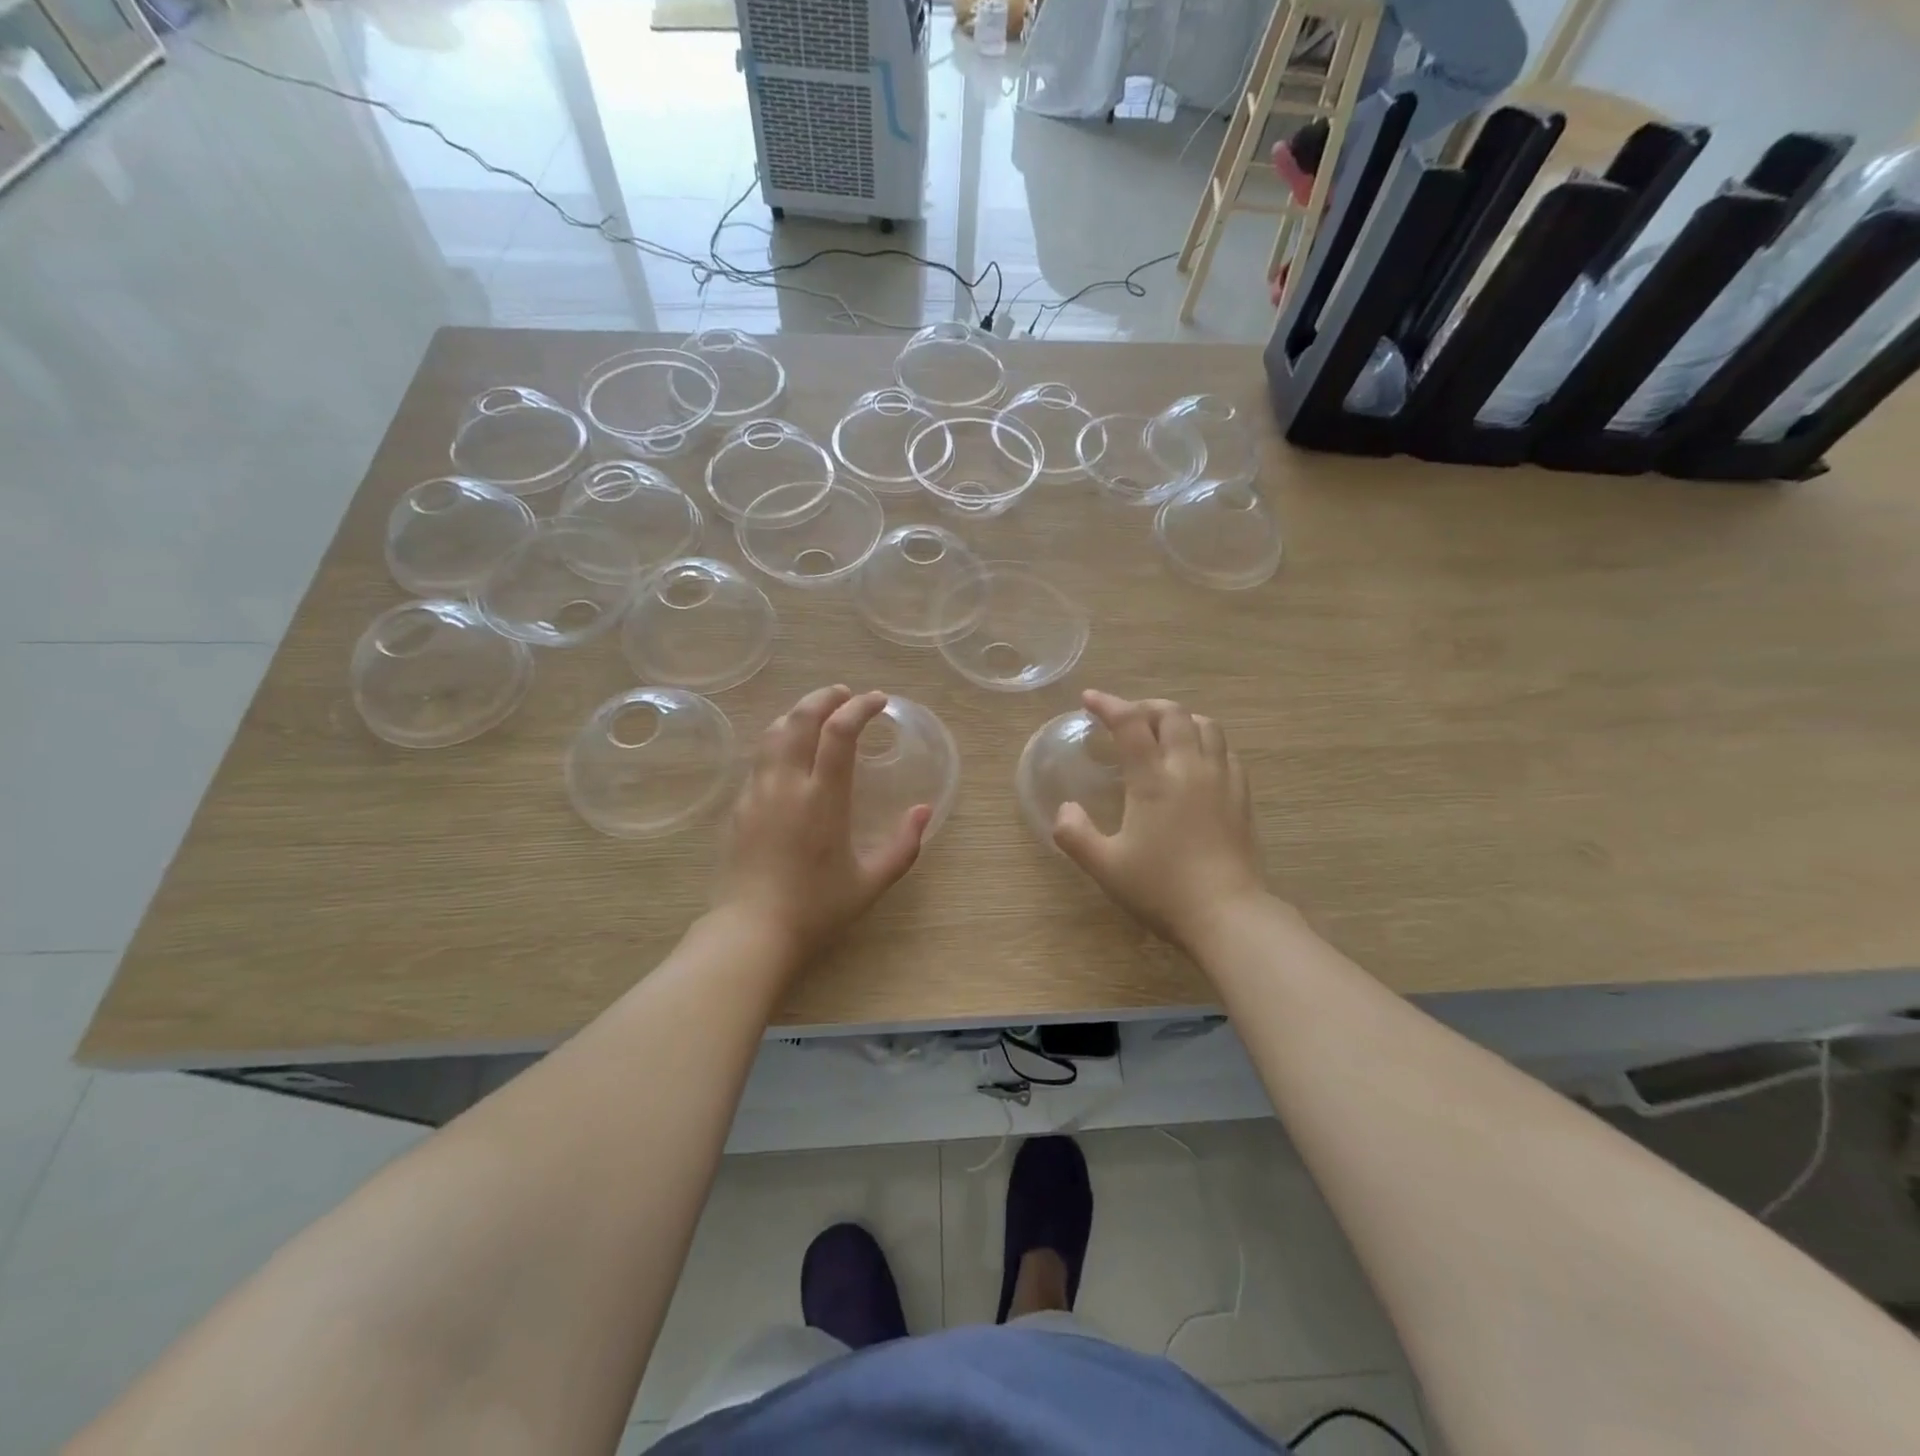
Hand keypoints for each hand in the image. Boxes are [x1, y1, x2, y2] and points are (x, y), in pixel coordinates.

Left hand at [715, 686, 931, 966]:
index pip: (839, 732)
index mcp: (823, 798)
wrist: (752, 932)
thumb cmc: (817, 909)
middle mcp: (788, 784)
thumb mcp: (871, 882)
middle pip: (801, 718)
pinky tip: (790, 751)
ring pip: (774, 732)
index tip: (877, 700)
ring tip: (818, 713)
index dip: (860, 707)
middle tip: (846, 695)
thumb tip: (923, 811)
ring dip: (798, 712)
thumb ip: (903, 845)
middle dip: (825, 697)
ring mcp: (758, 792)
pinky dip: (780, 738)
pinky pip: (760, 757)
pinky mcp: (740, 805)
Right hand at [1053, 689, 1268, 951]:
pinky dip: (1204, 741)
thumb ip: (1075, 834)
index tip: (1089, 700)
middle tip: (1125, 719)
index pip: (1131, 724)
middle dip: (1145, 707)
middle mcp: (1189, 768)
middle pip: (1172, 714)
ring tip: (1161, 733)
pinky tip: (1195, 760)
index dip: (1108, 705)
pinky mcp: (1241, 795)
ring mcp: (1221, 779)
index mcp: (1153, 779)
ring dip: (1179, 719)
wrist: (1227, 914)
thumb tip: (1065, 809)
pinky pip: (1225, 750)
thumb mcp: (1105, 867)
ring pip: (1205, 725)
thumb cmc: (1161, 889)